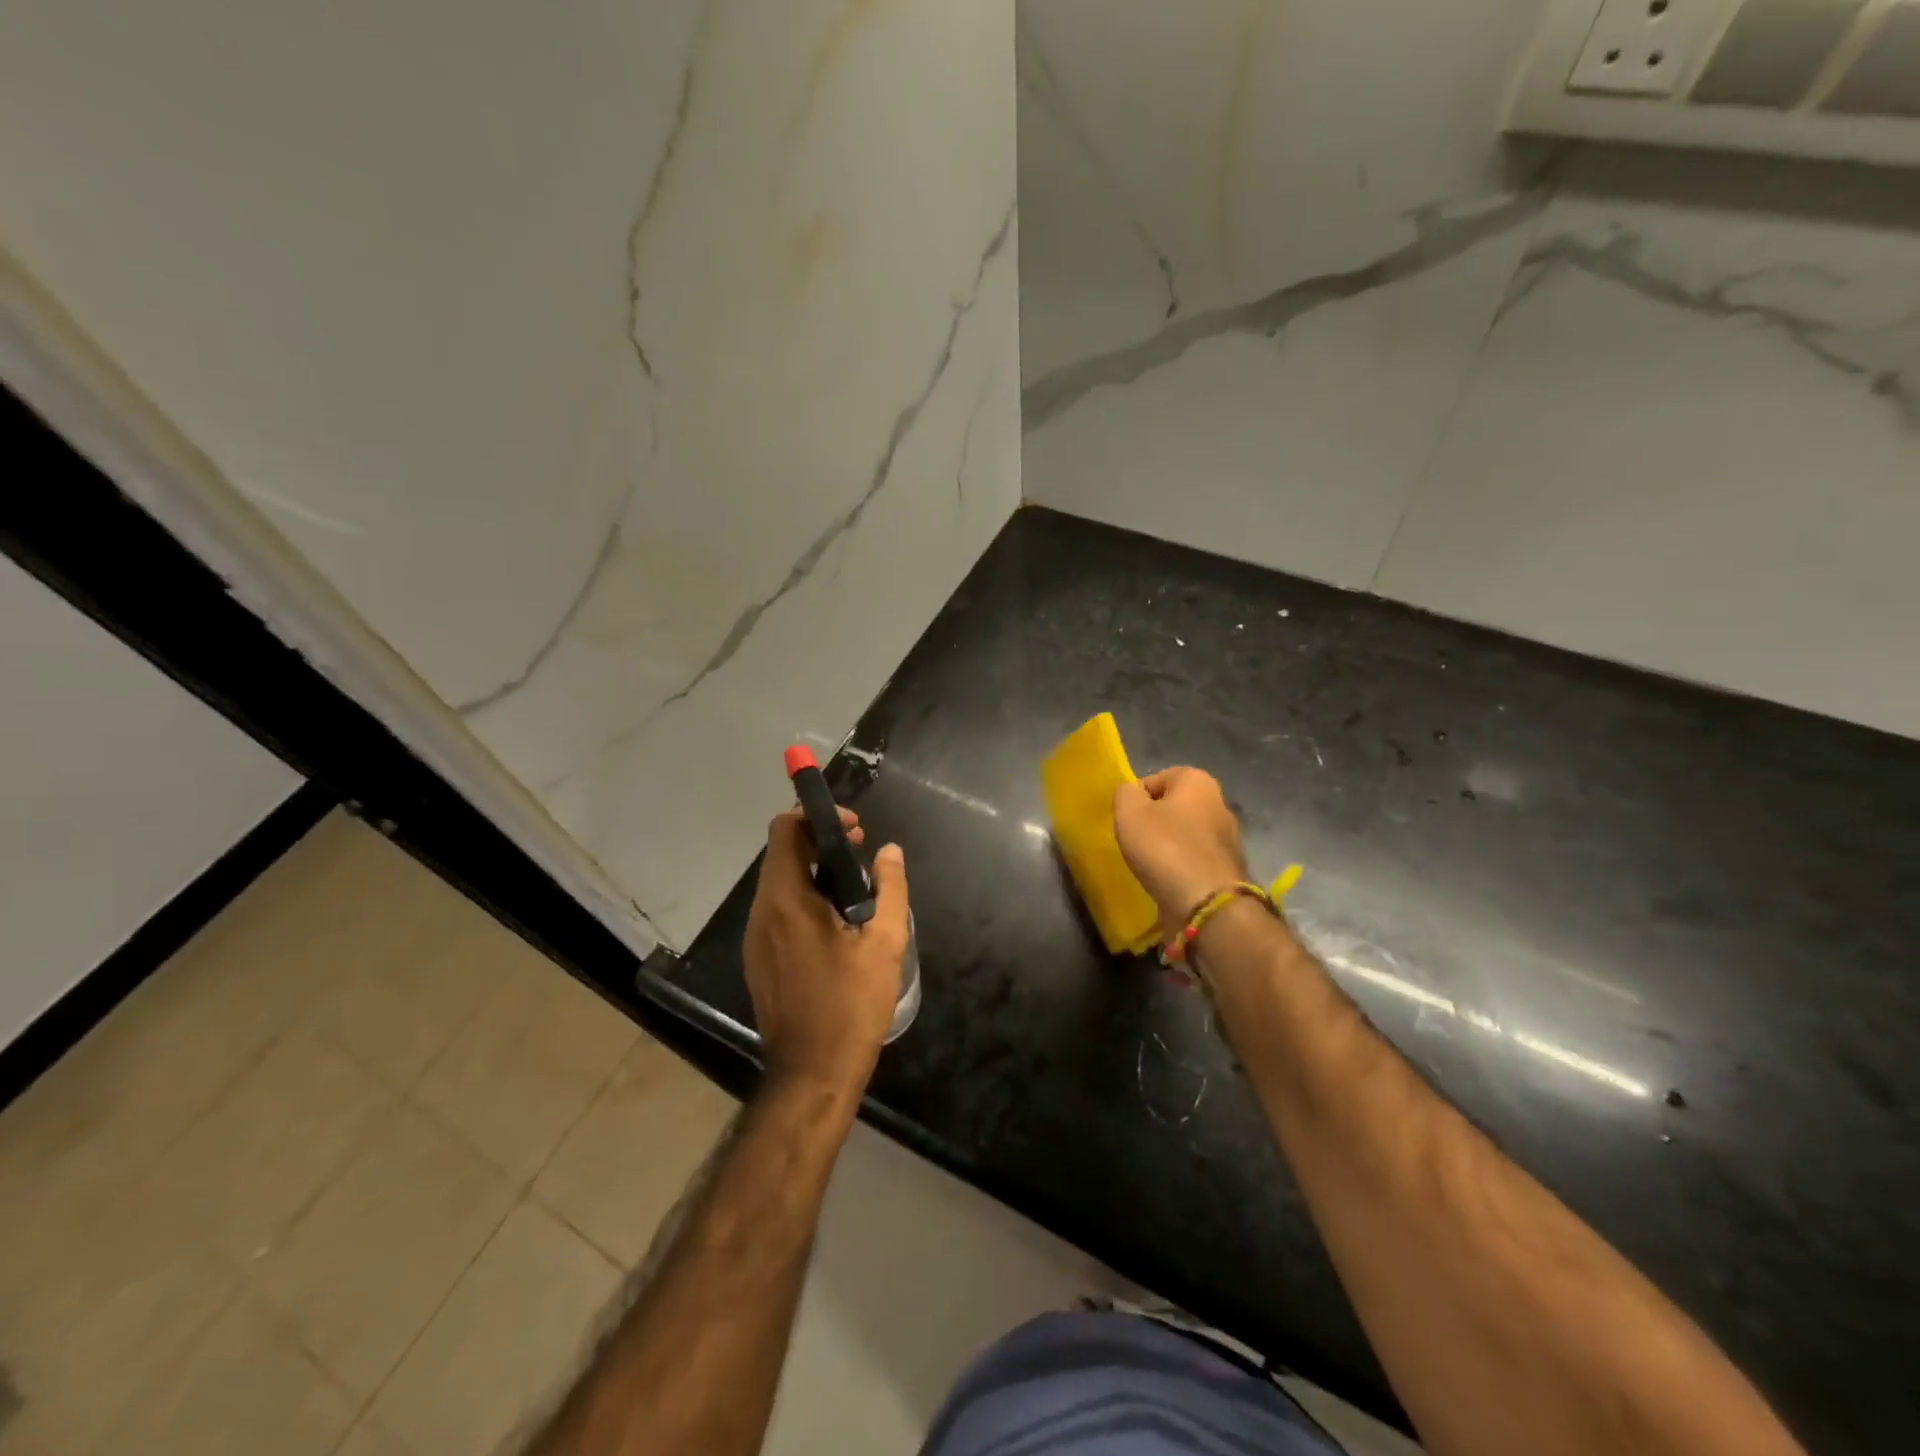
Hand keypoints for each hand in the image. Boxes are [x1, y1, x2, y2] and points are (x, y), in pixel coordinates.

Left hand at [743, 807, 910, 1101]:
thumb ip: (890, 888)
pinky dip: (803, 897)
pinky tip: (835, 921)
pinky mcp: (759, 959)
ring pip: (779, 882)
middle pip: (781, 853)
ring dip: (813, 869)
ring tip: (855, 886)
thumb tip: (890, 851)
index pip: (785, 830)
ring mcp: (756, 938)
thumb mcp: (884, 943)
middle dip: (820, 840)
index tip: (855, 828)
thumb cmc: (851, 1004)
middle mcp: (762, 912)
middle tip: (861, 849)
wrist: (813, 1072)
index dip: (817, 817)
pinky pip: (777, 910)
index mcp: (786, 900)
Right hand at [1113, 767, 1248, 940]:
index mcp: (1198, 781)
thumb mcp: (1130, 812)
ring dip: (1165, 847)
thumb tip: (1132, 794)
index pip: (1156, 779)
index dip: (1136, 798)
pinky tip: (1166, 881)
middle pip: (1172, 807)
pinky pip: (1192, 860)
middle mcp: (1218, 803)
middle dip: (1153, 822)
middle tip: (1134, 842)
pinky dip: (1178, 867)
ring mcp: (1226, 838)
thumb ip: (1125, 793)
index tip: (1126, 820)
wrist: (1205, 904)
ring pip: (1183, 835)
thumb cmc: (1165, 848)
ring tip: (1148, 865)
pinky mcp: (1225, 868)